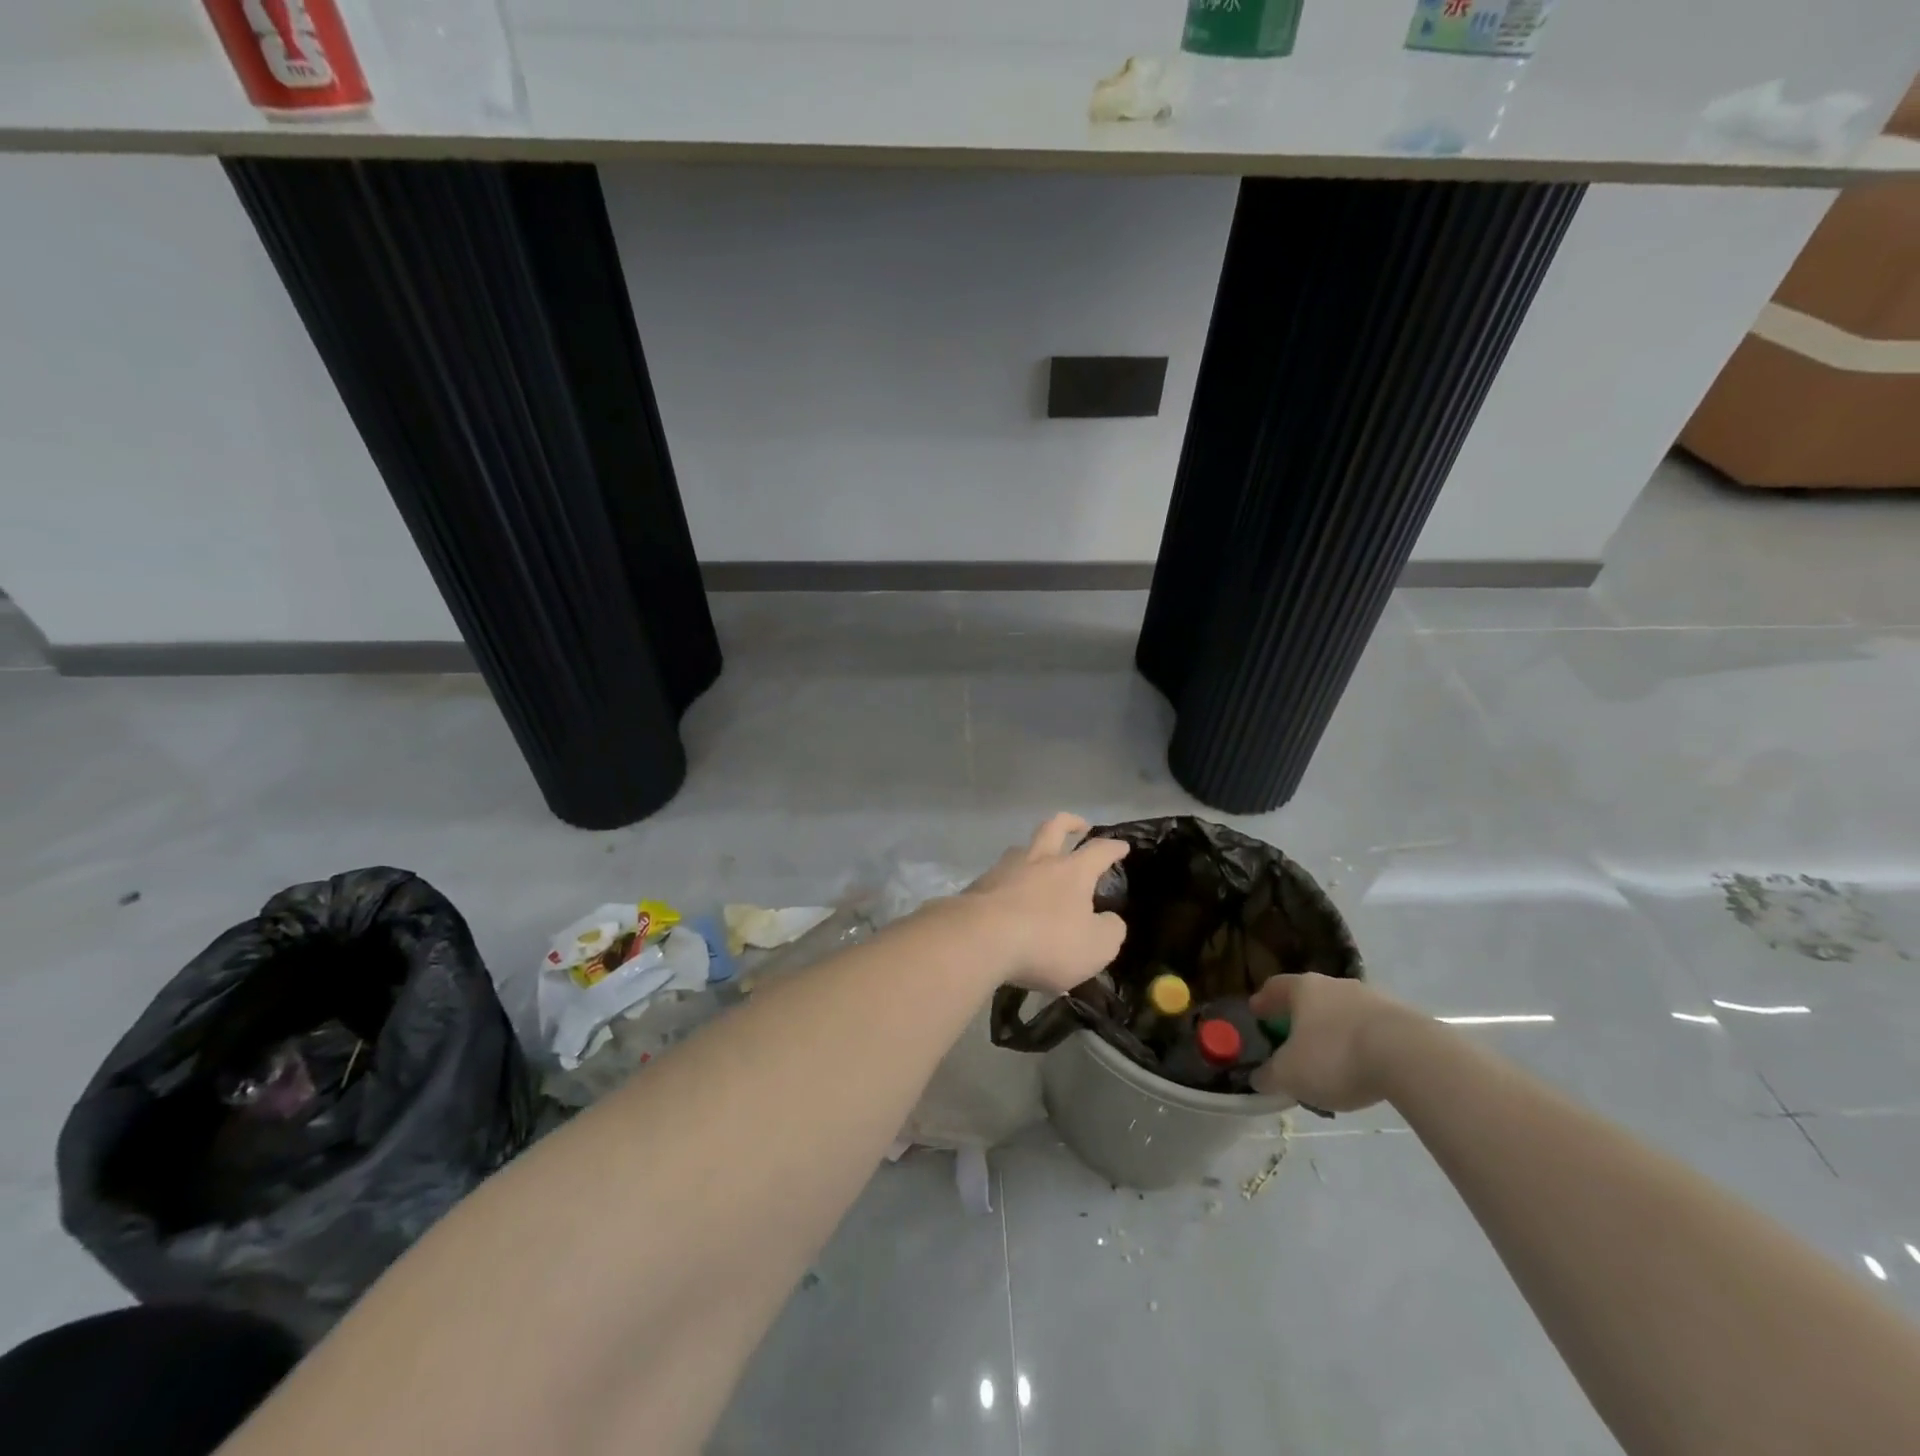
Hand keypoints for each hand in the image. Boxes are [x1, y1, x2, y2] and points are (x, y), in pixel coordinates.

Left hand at [963, 813, 1128, 994]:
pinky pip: (998, 875)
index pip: (1099, 850)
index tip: (1121, 845)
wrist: (979, 939)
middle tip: (1079, 826)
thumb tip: (1110, 920)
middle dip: (1070, 822)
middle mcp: (1038, 860)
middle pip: (1054, 827)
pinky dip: (1008, 880)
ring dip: (1034, 849)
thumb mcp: (1096, 947)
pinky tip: (1008, 895)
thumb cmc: (1047, 941)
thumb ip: (1110, 931)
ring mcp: (1004, 869)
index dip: (1113, 847)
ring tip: (1038, 861)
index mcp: (1072, 871)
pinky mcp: (978, 886)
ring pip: (1021, 848)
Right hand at [1248, 973, 1423, 1110]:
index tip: (1256, 1013)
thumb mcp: (1291, 1075)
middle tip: (1293, 1039)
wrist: (1411, 1058)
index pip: (1275, 987)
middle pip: (1311, 997)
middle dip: (1301, 1017)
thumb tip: (1258, 1079)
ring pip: (1344, 1013)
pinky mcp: (1404, 1019)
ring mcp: (1373, 999)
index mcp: (1304, 989)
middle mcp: (1336, 985)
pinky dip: (1363, 1044)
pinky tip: (1365, 1068)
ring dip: (1334, 1031)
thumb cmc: (1336, 1057)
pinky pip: (1372, 1030)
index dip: (1263, 1001)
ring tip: (1332, 1060)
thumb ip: (1270, 1076)